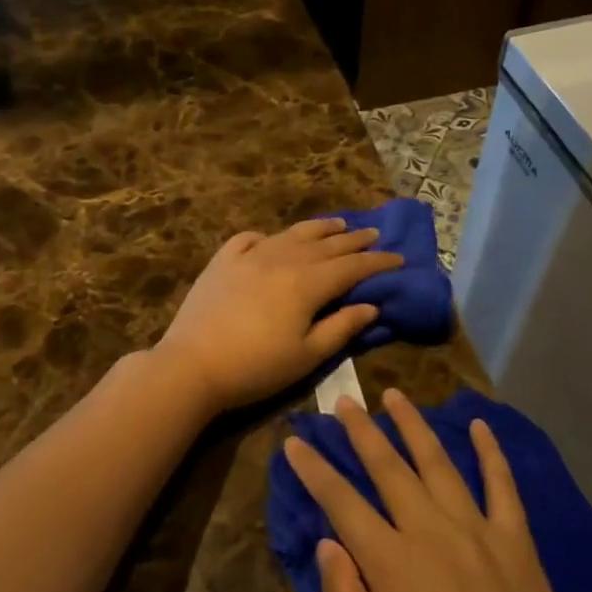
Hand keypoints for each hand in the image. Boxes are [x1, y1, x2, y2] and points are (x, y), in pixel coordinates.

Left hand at [153, 217, 403, 413]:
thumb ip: (341, 328)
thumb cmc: (256, 367)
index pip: (352, 266)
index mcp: (308, 282)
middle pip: (326, 244)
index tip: (399, 258)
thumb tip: (371, 306)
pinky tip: (272, 239)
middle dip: (354, 240)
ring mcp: (250, 256)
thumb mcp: (307, 356)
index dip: (378, 262)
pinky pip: (249, 238)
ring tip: (336, 223)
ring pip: (292, 234)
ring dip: (318, 228)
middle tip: (374, 234)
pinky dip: (268, 236)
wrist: (192, 364)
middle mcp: (283, 259)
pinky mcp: (222, 261)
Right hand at [283, 389, 584, 591]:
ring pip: (438, 463)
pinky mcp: (514, 538)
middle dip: (361, 431)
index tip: (295, 440)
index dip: (314, 469)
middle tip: (343, 399)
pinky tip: (479, 425)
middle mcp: (430, 530)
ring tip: (395, 395)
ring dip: (413, 425)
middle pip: (388, 468)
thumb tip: (326, 542)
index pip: (342, 502)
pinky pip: (501, 484)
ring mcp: (476, 529)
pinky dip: (490, 452)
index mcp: (392, 561)